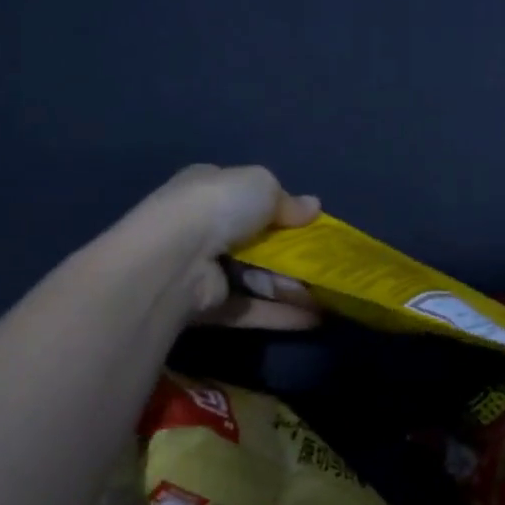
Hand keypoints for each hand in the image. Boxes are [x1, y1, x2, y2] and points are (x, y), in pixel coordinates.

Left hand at [100, 164, 320, 329]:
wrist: (176, 259)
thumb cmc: (219, 207)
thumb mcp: (262, 185)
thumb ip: (289, 200)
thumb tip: (313, 208)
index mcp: (207, 188)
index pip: (245, 195)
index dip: (277, 207)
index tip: (307, 222)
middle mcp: (201, 226)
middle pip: (255, 240)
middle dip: (290, 252)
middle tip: (324, 262)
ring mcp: (203, 268)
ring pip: (256, 276)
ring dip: (290, 286)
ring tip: (328, 293)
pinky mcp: (208, 305)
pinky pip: (251, 308)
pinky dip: (281, 313)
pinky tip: (315, 318)